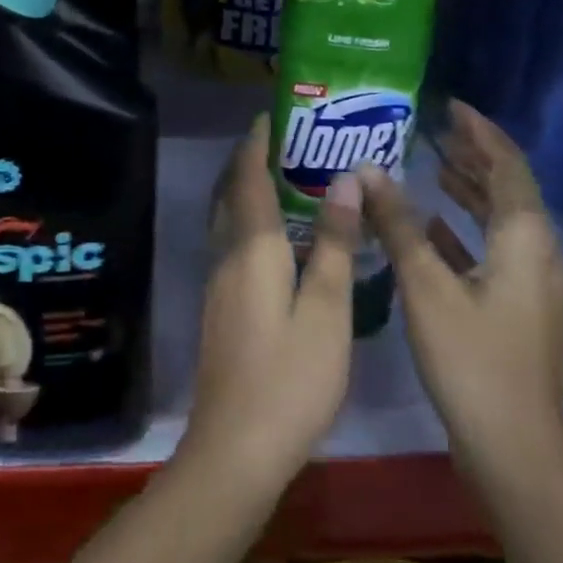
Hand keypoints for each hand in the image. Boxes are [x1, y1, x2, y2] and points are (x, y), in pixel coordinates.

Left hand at [182, 115, 359, 494]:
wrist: (236, 448)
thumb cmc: (291, 377)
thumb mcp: (327, 310)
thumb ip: (335, 243)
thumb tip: (345, 180)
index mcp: (253, 247)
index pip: (248, 177)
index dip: (257, 143)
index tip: (272, 115)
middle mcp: (227, 254)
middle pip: (231, 192)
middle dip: (249, 161)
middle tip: (285, 141)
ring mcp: (218, 282)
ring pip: (228, 218)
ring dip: (247, 190)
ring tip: (285, 179)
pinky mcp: (220, 306)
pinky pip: (232, 242)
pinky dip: (249, 221)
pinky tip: (278, 238)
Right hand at [362, 102, 562, 472]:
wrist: (516, 453)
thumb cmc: (471, 362)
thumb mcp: (427, 287)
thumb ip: (398, 224)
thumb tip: (368, 170)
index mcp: (524, 238)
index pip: (507, 164)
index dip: (480, 131)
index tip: (449, 105)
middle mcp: (538, 253)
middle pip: (508, 188)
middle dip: (474, 155)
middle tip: (434, 128)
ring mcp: (533, 284)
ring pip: (501, 220)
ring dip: (470, 190)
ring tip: (432, 163)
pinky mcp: (520, 309)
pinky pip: (494, 249)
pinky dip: (465, 229)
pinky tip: (432, 225)